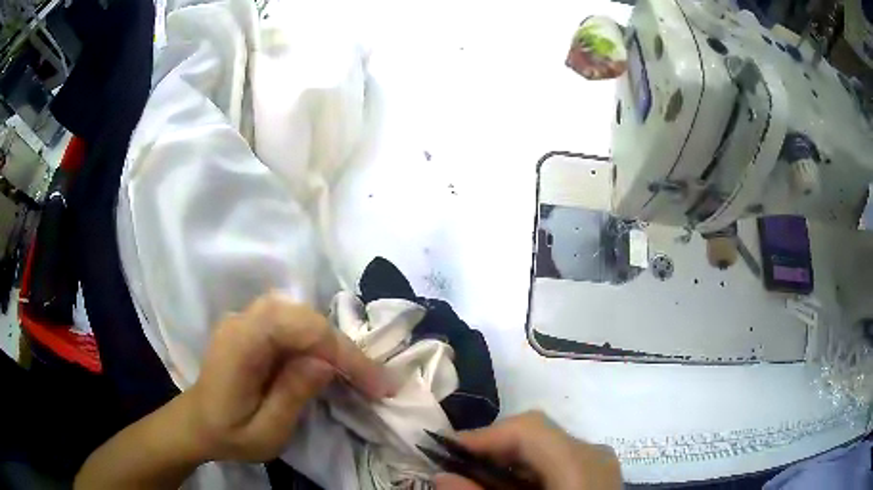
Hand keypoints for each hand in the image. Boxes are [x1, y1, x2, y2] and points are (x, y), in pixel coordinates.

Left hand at [183, 293, 394, 461]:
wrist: (198, 423)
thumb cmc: (229, 434)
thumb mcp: (265, 432)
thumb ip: (292, 395)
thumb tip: (326, 363)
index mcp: (239, 346)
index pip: (297, 329)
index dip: (341, 351)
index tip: (375, 384)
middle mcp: (242, 321)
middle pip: (301, 315)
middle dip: (341, 345)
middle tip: (372, 380)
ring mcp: (245, 319)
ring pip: (299, 313)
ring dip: (332, 340)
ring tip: (355, 372)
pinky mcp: (252, 326)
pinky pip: (292, 322)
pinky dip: (318, 339)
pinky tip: (329, 360)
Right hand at [433, 411, 621, 489]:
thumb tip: (442, 477)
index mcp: (580, 464)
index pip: (529, 428)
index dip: (484, 435)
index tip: (445, 450)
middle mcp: (594, 455)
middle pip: (537, 434)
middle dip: (492, 447)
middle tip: (456, 466)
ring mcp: (599, 465)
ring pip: (546, 447)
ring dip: (508, 459)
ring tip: (478, 478)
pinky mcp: (596, 477)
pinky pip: (557, 463)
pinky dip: (527, 471)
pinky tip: (510, 488)